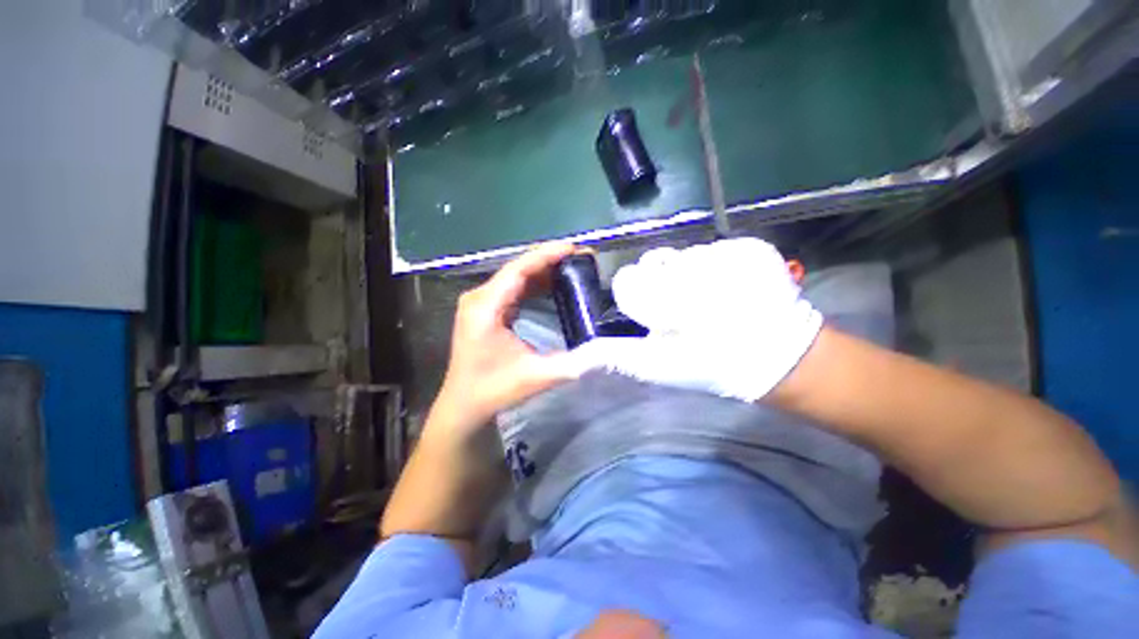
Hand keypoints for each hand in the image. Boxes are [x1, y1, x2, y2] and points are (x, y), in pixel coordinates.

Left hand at [430, 243, 590, 434]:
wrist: (464, 404)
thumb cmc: (493, 390)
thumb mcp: (534, 377)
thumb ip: (570, 364)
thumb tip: (602, 350)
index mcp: (485, 308)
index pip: (518, 270)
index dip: (546, 255)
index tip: (573, 248)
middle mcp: (479, 298)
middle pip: (518, 268)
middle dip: (551, 260)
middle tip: (582, 257)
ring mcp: (481, 302)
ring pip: (517, 276)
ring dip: (545, 270)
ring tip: (574, 265)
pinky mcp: (486, 309)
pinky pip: (514, 288)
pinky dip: (536, 283)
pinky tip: (555, 283)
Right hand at [568, 238, 822, 401]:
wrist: (776, 357)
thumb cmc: (709, 365)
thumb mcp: (656, 366)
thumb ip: (616, 354)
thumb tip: (580, 354)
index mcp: (666, 301)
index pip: (628, 281)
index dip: (637, 295)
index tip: (654, 312)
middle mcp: (692, 270)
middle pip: (655, 262)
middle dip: (662, 282)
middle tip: (685, 307)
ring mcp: (726, 254)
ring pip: (684, 254)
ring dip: (690, 273)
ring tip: (712, 299)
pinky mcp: (751, 246)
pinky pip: (716, 248)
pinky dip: (718, 265)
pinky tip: (733, 288)